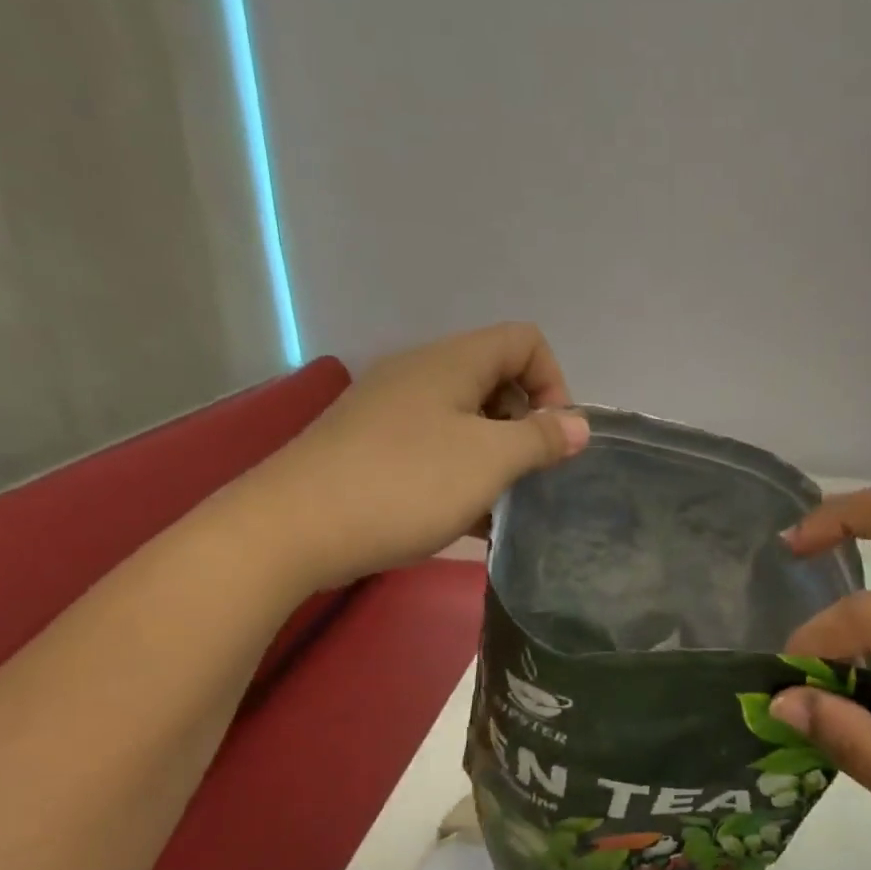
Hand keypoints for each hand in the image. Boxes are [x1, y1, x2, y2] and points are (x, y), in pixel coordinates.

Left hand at [235, 323, 588, 589]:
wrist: (292, 528)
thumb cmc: (404, 483)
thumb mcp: (488, 461)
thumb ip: (541, 439)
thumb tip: (578, 425)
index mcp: (452, 362)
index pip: (524, 341)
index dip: (553, 382)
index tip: (553, 438)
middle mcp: (421, 374)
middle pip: (495, 379)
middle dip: (525, 424)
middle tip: (528, 475)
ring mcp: (390, 411)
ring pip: (465, 420)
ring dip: (494, 456)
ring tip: (501, 505)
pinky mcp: (370, 447)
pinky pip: (433, 448)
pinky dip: (460, 474)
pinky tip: (468, 521)